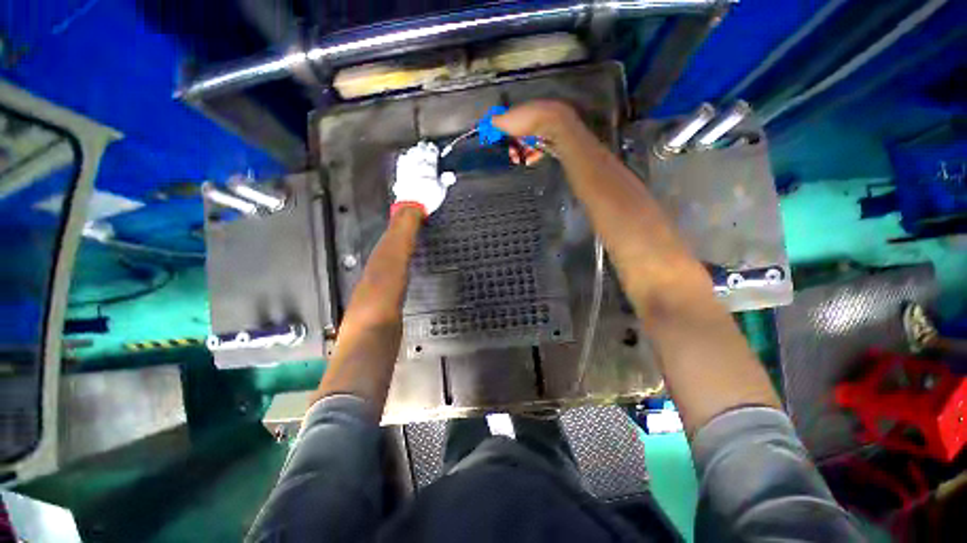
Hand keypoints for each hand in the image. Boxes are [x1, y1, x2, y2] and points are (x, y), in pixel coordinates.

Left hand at [392, 141, 455, 216]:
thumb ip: (446, 180)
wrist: (411, 206)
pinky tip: (405, 157)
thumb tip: (450, 175)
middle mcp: (418, 164)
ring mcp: (407, 168)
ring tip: (416, 149)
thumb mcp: (441, 191)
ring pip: (410, 154)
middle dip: (423, 147)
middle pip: (420, 151)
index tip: (434, 147)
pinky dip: (404, 158)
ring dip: (414, 151)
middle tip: (425, 145)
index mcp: (430, 167)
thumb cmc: (428, 199)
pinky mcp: (400, 173)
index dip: (433, 149)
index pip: (432, 153)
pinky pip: (401, 161)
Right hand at [492, 100, 582, 165]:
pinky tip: (528, 160)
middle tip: (511, 155)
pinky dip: (532, 156)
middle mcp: (531, 119)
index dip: (503, 135)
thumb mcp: (505, 120)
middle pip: (519, 136)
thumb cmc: (527, 121)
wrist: (553, 124)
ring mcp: (542, 129)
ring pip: (528, 144)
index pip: (509, 124)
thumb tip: (484, 123)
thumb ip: (494, 122)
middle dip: (512, 147)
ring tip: (519, 160)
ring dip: (521, 154)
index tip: (499, 144)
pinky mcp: (550, 140)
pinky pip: (539, 150)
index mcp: (520, 112)